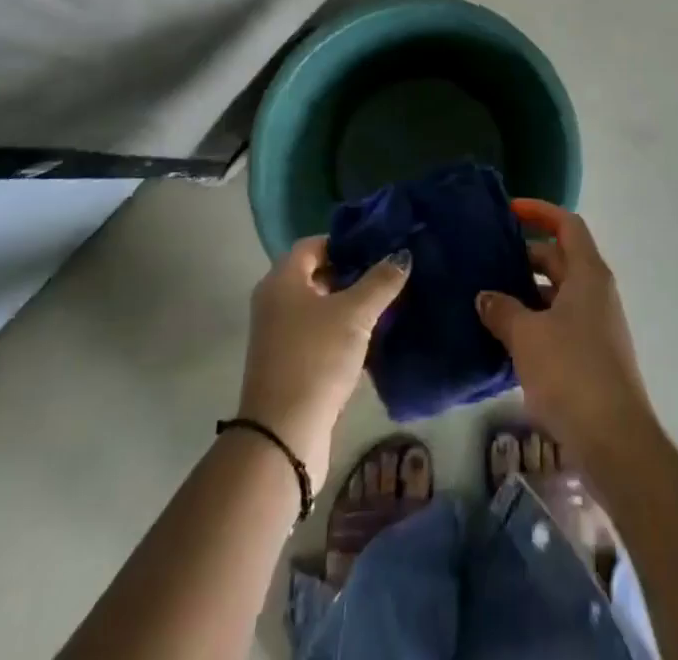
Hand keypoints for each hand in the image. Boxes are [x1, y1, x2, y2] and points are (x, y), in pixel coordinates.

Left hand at [237, 237, 409, 488]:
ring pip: (319, 307)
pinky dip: (340, 331)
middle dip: (351, 273)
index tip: (378, 247)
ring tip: (386, 304)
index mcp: (281, 279)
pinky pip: (318, 334)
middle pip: (316, 274)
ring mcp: (278, 335)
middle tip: (387, 274)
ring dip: (348, 305)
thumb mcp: (355, 314)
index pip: (314, 244)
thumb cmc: (316, 358)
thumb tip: (403, 254)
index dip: (345, 242)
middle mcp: (274, 301)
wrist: (283, 436)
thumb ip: (381, 281)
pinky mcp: (288, 364)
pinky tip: (370, 338)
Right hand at [477, 201, 653, 456]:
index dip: (539, 211)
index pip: (567, 225)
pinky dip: (535, 322)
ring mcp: (597, 326)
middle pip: (560, 259)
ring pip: (558, 294)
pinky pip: (559, 324)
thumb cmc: (571, 372)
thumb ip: (502, 310)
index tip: (509, 211)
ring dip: (527, 293)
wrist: (614, 441)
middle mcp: (596, 292)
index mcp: (588, 274)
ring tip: (488, 300)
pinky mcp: (592, 357)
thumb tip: (485, 297)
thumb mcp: (527, 336)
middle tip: (487, 261)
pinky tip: (505, 340)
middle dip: (525, 257)